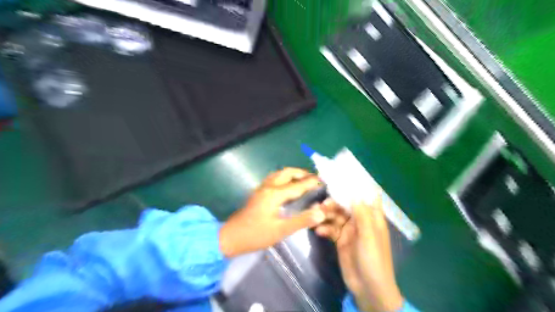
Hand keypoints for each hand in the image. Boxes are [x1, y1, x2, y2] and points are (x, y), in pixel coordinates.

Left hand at [219, 168, 325, 257]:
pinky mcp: (258, 192)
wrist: (231, 237)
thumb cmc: (256, 235)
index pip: (298, 185)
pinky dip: (284, 178)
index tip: (324, 180)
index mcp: (275, 194)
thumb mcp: (281, 230)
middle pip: (287, 172)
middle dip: (301, 173)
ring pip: (279, 174)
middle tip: (314, 179)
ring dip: (292, 174)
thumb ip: (302, 220)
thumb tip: (321, 212)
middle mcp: (268, 186)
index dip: (312, 182)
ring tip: (303, 181)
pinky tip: (288, 187)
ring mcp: (261, 188)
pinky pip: (274, 179)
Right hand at [316, 194, 403, 310]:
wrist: (367, 288)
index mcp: (372, 217)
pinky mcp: (340, 239)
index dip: (356, 187)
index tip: (341, 178)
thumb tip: (354, 193)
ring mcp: (349, 230)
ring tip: (316, 216)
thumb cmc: (374, 260)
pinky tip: (319, 231)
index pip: (366, 196)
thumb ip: (362, 214)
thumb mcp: (369, 236)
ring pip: (336, 215)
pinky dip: (324, 228)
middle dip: (334, 203)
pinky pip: (330, 228)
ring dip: (326, 214)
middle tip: (321, 205)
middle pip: (346, 205)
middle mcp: (360, 220)